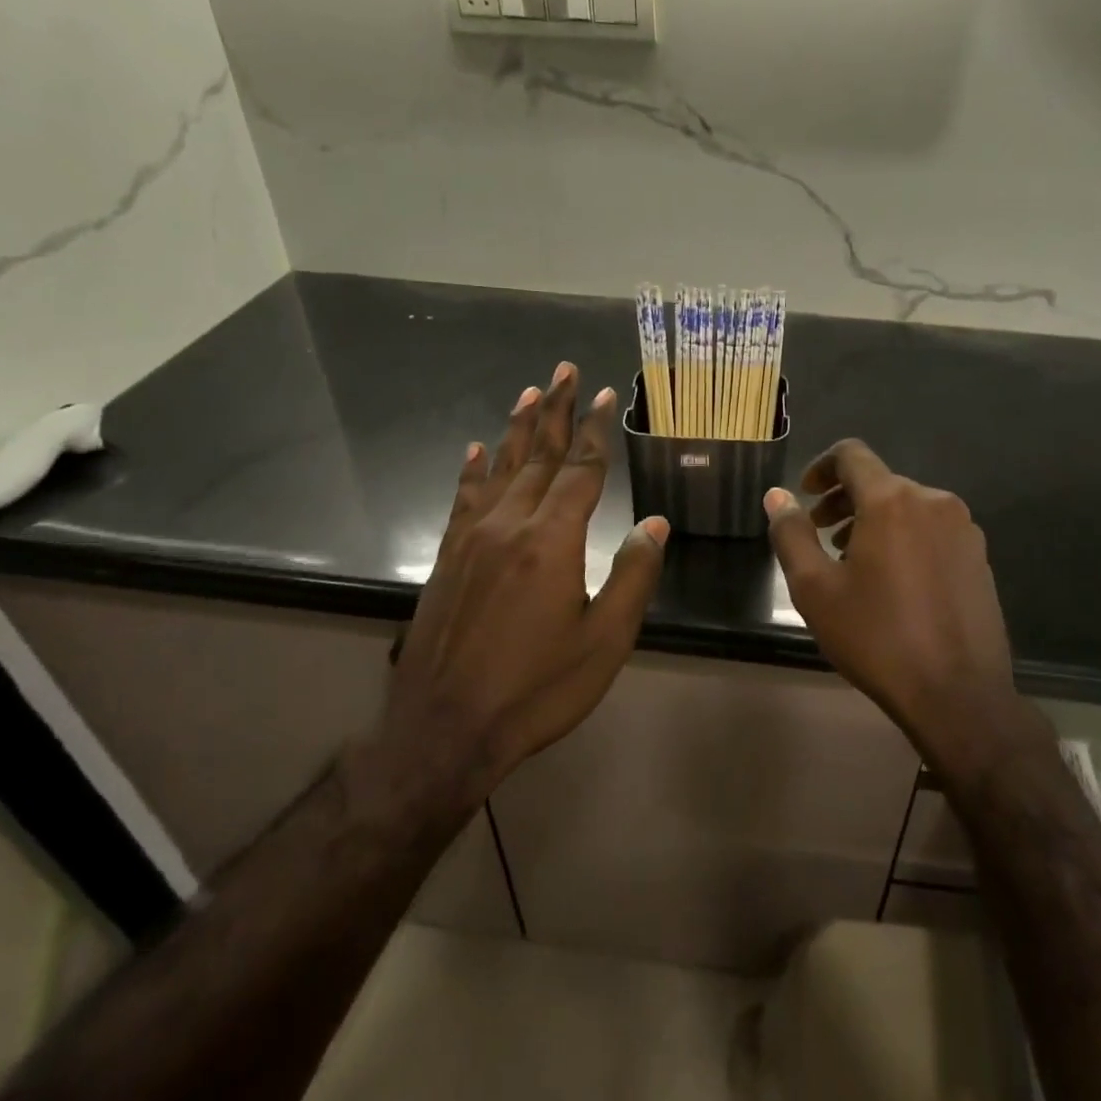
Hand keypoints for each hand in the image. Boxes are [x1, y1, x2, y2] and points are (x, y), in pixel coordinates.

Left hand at [367, 363, 668, 814]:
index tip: (604, 394)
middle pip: (537, 454)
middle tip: (562, 370)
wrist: (444, 730)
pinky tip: (474, 450)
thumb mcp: (605, 640)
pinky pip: (463, 498)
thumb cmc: (537, 689)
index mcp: (552, 540)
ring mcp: (472, 539)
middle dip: (554, 410)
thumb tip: (656, 522)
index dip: (594, 430)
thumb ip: (634, 574)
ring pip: (499, 468)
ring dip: (516, 428)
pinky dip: (472, 470)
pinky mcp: (447, 558)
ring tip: (528, 392)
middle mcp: (509, 524)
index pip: (580, 469)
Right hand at [764, 440, 1047, 782]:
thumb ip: (791, 534)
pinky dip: (904, 538)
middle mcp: (933, 501)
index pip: (851, 455)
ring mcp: (963, 528)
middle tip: (820, 535)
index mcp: (892, 500)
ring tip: (852, 562)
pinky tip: (893, 581)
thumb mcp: (815, 589)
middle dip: (843, 501)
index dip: (820, 466)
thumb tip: (777, 495)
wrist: (958, 695)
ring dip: (873, 521)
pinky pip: (931, 529)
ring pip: (907, 506)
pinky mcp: (979, 556)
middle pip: (879, 481)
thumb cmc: (877, 638)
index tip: (805, 495)